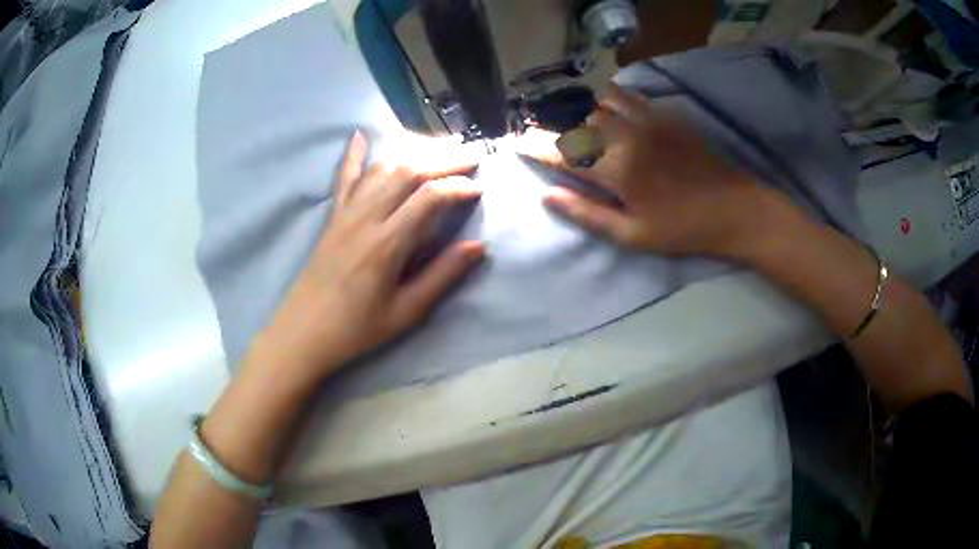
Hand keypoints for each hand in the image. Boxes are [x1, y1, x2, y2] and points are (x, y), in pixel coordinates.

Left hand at [260, 131, 484, 379]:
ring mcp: (346, 213)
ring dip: (413, 155)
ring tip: (438, 152)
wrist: (305, 330)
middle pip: (409, 172)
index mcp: (388, 243)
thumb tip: (478, 246)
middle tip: (471, 157)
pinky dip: (354, 155)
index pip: (430, 197)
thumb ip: (443, 276)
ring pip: (383, 169)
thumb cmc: (357, 328)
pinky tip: (360, 135)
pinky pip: (344, 178)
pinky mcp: (333, 216)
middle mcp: (367, 217)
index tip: (479, 189)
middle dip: (444, 160)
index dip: (459, 187)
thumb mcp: (406, 311)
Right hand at [525, 84, 774, 257]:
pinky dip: (608, 98)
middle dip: (553, 125)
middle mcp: (627, 136)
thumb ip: (588, 214)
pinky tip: (604, 105)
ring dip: (579, 111)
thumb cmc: (683, 229)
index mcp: (617, 169)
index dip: (535, 145)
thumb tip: (547, 197)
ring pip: (599, 104)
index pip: (563, 151)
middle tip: (540, 132)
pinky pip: (628, 96)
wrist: (734, 209)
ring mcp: (647, 121)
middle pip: (577, 121)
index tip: (516, 142)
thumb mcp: (633, 235)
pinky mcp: (665, 116)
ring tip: (572, 120)